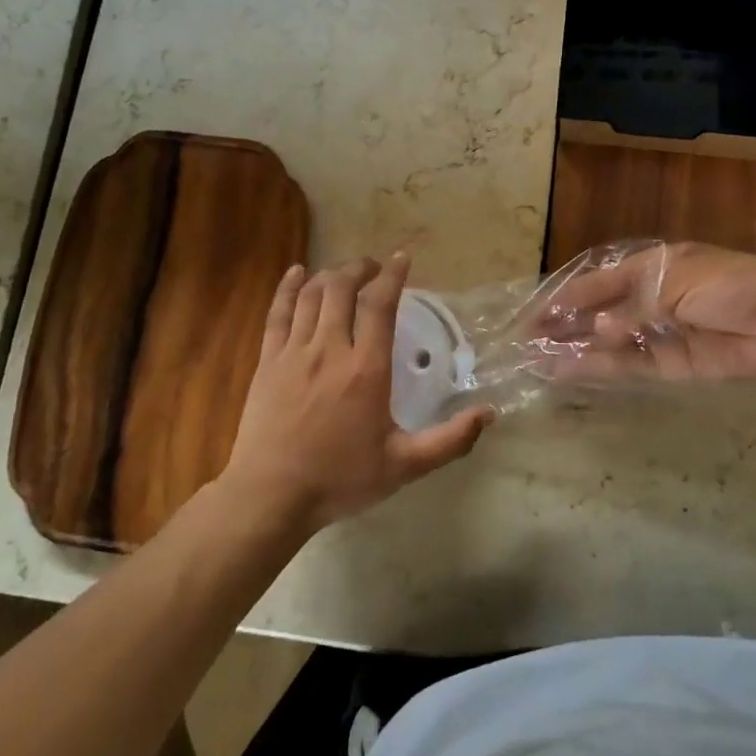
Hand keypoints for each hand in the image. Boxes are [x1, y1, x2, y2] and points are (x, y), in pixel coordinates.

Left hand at [220, 253, 491, 533]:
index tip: (402, 259)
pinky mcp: (267, 361)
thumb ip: (449, 440)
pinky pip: (278, 312)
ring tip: (345, 273)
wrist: (271, 496)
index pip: (379, 304)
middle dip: (361, 268)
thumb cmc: (340, 479)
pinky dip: (288, 287)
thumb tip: (488, 414)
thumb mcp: (404, 466)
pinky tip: (297, 273)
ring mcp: (294, 352)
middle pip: (343, 288)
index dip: (392, 275)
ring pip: (312, 295)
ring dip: (331, 275)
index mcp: (366, 369)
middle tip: (374, 268)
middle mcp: (330, 349)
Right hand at [539, 242, 755, 381]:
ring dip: (575, 349)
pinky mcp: (672, 365)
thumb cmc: (727, 284)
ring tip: (538, 359)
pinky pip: (629, 365)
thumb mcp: (675, 283)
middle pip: (599, 313)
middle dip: (565, 324)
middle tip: (527, 339)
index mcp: (651, 267)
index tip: (536, 312)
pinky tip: (571, 371)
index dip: (567, 296)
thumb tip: (596, 332)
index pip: (599, 282)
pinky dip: (601, 368)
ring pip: (608, 342)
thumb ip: (632, 309)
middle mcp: (650, 299)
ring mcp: (659, 333)